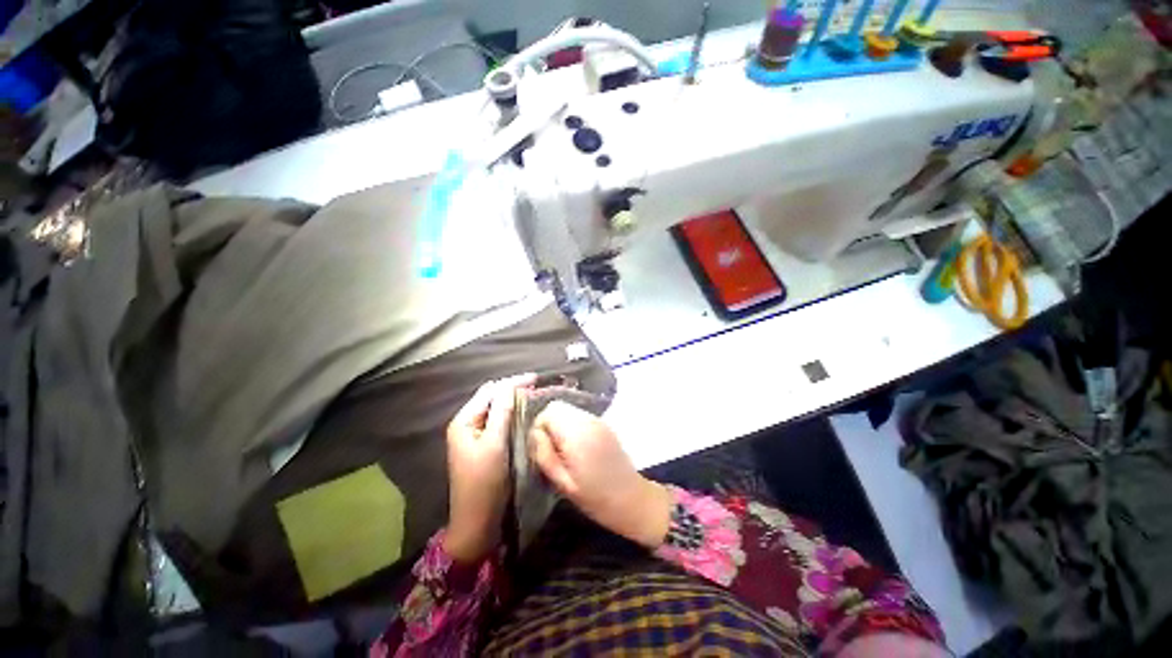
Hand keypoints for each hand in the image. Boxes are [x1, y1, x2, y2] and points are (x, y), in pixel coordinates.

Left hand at [444, 374, 534, 562]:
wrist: (476, 521)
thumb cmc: (484, 482)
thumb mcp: (495, 445)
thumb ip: (502, 413)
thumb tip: (511, 387)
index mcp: (464, 421)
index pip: (490, 391)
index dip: (512, 382)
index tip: (535, 378)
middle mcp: (467, 423)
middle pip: (491, 397)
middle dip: (512, 388)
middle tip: (536, 385)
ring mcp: (474, 434)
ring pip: (495, 408)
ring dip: (512, 399)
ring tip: (533, 393)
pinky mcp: (483, 444)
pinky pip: (498, 420)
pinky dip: (511, 413)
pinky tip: (523, 411)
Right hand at [529, 401, 670, 548]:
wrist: (632, 498)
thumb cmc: (595, 497)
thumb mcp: (563, 483)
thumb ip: (545, 455)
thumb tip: (534, 434)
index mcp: (577, 434)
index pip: (549, 411)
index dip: (539, 427)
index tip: (540, 448)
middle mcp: (588, 420)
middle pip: (558, 407)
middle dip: (548, 424)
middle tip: (549, 450)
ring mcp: (598, 420)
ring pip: (568, 410)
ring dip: (560, 425)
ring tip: (562, 450)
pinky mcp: (603, 425)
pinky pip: (579, 416)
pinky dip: (571, 426)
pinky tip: (576, 448)